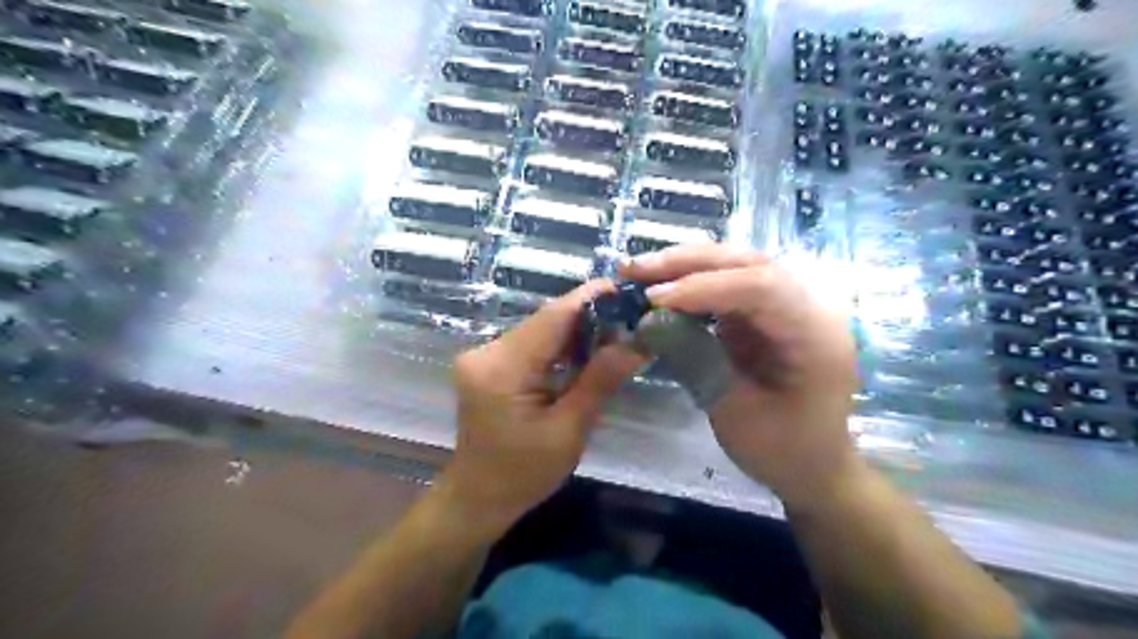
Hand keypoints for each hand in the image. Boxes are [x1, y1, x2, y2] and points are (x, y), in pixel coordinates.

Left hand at [439, 279, 643, 534]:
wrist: (477, 497)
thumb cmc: (523, 474)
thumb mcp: (568, 431)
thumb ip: (599, 381)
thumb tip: (637, 344)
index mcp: (503, 368)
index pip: (552, 318)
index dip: (590, 299)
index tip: (628, 290)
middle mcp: (486, 351)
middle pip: (546, 320)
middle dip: (589, 317)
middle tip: (631, 320)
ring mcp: (484, 356)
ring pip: (540, 330)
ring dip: (576, 331)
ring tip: (616, 335)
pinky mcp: (488, 364)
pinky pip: (531, 344)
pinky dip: (560, 346)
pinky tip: (586, 352)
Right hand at [627, 245, 856, 507]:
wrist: (813, 465)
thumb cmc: (783, 449)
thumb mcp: (737, 413)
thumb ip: (697, 361)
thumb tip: (650, 321)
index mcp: (816, 333)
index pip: (761, 287)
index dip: (704, 286)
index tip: (653, 298)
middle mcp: (809, 305)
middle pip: (748, 263)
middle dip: (688, 263)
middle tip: (634, 269)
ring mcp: (788, 304)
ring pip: (736, 265)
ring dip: (685, 265)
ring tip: (639, 271)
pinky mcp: (766, 312)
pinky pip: (729, 283)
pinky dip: (692, 282)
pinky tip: (662, 287)